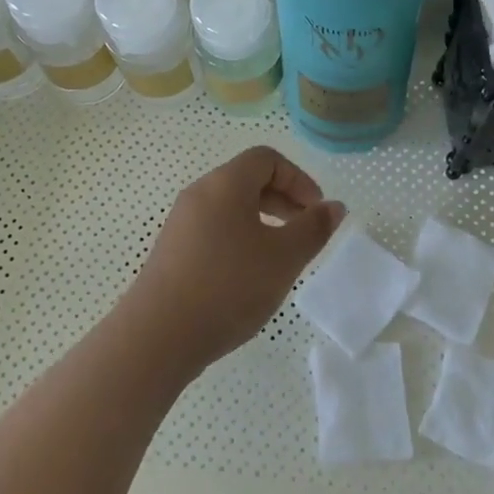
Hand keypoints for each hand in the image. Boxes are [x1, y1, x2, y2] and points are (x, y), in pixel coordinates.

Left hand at [118, 146, 345, 376]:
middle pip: (247, 179)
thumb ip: (313, 229)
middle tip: (304, 231)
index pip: (267, 159)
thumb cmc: (228, 286)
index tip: (316, 211)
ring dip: (261, 220)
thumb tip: (334, 206)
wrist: (158, 335)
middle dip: (283, 199)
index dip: (298, 179)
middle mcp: (199, 193)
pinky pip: (213, 228)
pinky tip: (248, 275)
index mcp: (225, 183)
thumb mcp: (283, 258)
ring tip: (279, 256)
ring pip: (230, 206)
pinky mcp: (172, 250)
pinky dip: (239, 238)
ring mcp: (181, 222)